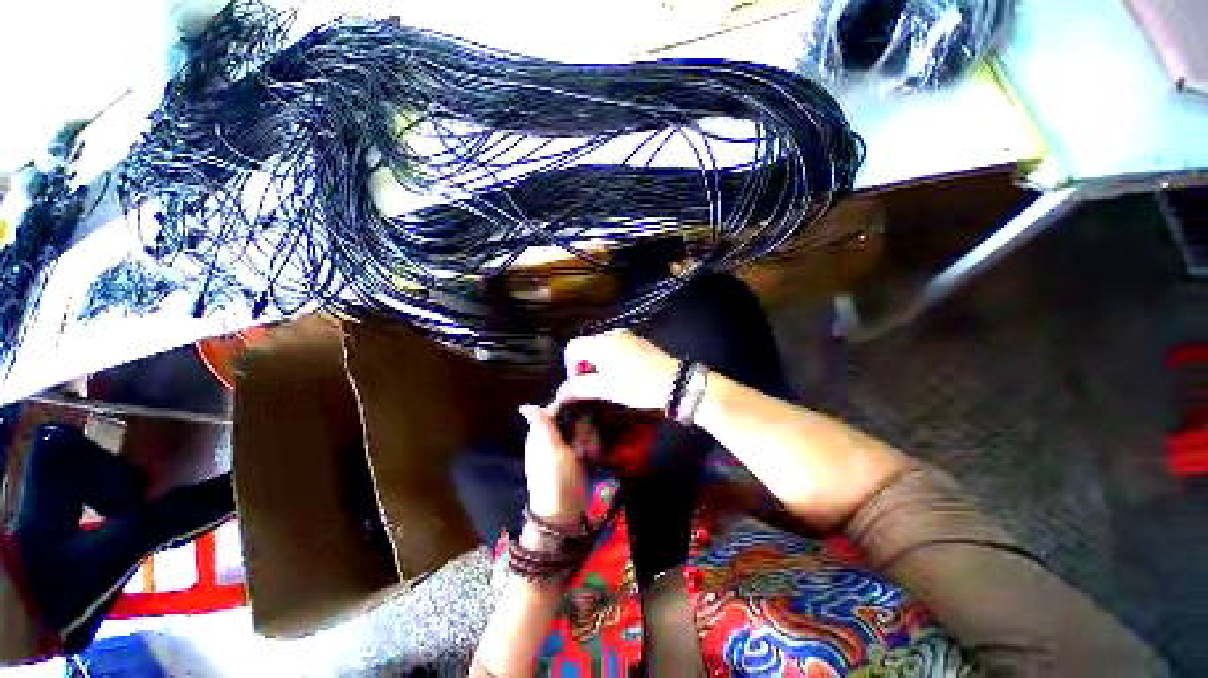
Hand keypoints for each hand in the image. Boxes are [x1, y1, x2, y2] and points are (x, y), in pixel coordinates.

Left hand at [519, 404, 586, 525]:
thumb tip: (524, 405)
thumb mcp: (549, 449)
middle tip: (582, 442)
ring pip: (581, 429)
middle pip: (571, 417)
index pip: (555, 408)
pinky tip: (591, 455)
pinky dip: (590, 446)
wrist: (564, 510)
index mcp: (540, 433)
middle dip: (581, 427)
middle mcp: (551, 437)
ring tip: (587, 452)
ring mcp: (564, 447)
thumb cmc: (555, 478)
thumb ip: (542, 425)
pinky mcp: (575, 456)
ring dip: (588, 438)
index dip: (569, 409)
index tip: (581, 418)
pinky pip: (586, 441)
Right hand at [556, 330, 678, 410]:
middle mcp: (612, 334)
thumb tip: (560, 393)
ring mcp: (627, 336)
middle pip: (586, 346)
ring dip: (597, 363)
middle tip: (593, 385)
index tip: (579, 383)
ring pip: (601, 346)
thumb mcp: (607, 389)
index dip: (570, 366)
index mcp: (601, 344)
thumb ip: (580, 388)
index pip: (572, 347)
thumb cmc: (637, 385)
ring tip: (608, 382)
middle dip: (584, 365)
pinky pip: (616, 346)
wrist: (674, 382)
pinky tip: (623, 374)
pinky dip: (611, 358)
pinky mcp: (638, 341)